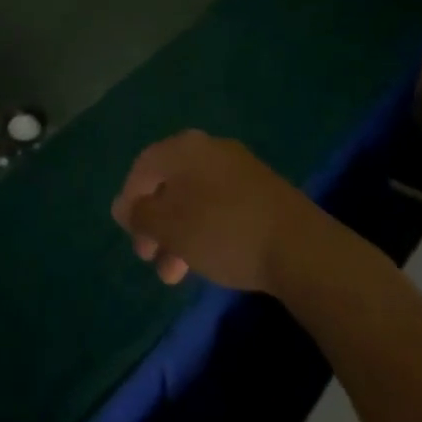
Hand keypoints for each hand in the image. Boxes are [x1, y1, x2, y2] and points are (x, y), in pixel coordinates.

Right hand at [111, 131, 322, 291]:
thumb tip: (122, 205)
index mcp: (183, 147)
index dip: (130, 198)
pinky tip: (208, 258)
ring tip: (176, 274)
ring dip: (179, 232)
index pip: (143, 165)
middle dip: (155, 222)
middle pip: (169, 182)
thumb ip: (141, 215)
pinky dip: (205, 228)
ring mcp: (237, 167)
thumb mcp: (172, 227)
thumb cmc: (224, 231)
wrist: (299, 246)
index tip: (129, 235)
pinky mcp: (260, 190)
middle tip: (150, 258)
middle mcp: (207, 148)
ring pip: (194, 197)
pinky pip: (219, 204)